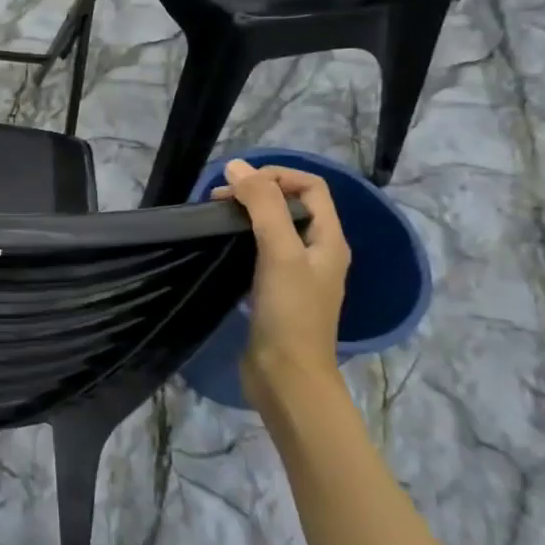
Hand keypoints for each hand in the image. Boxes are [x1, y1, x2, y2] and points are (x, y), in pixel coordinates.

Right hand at [214, 159, 350, 414]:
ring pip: (274, 229)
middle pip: (291, 206)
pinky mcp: (276, 293)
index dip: (277, 175)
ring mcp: (297, 275)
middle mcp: (318, 253)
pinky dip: (242, 241)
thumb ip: (262, 206)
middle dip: (257, 193)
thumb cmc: (290, 313)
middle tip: (218, 200)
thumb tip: (237, 166)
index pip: (311, 187)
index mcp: (329, 240)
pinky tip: (221, 248)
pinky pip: (260, 253)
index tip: (239, 183)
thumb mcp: (279, 252)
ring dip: (247, 216)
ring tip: (215, 219)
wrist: (286, 377)